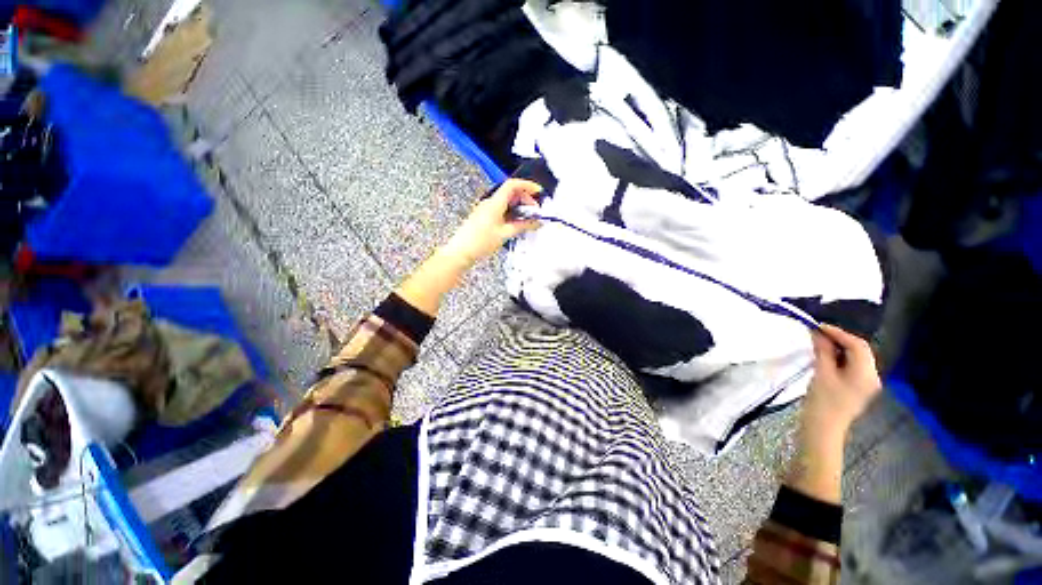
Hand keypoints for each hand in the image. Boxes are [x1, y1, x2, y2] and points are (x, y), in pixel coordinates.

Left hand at [440, 179, 542, 268]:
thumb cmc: (479, 243)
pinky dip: (511, 213)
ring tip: (527, 220)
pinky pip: (501, 209)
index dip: (527, 185)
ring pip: (507, 202)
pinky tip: (516, 224)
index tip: (538, 192)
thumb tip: (536, 222)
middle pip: (511, 193)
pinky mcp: (484, 216)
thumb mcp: (505, 234)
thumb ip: (523, 226)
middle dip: (525, 200)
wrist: (461, 251)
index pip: (513, 185)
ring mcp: (486, 209)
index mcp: (495, 203)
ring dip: (519, 208)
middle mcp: (490, 202)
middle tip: (535, 212)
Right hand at [803, 324, 882, 439]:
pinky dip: (839, 358)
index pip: (857, 345)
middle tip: (817, 334)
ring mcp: (866, 383)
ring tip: (819, 343)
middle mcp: (872, 376)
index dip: (838, 333)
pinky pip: (852, 366)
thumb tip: (818, 332)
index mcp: (866, 373)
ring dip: (838, 348)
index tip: (818, 327)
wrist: (823, 429)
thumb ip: (823, 351)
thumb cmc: (822, 401)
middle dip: (839, 339)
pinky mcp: (858, 388)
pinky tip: (825, 357)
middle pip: (860, 350)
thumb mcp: (821, 373)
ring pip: (856, 358)